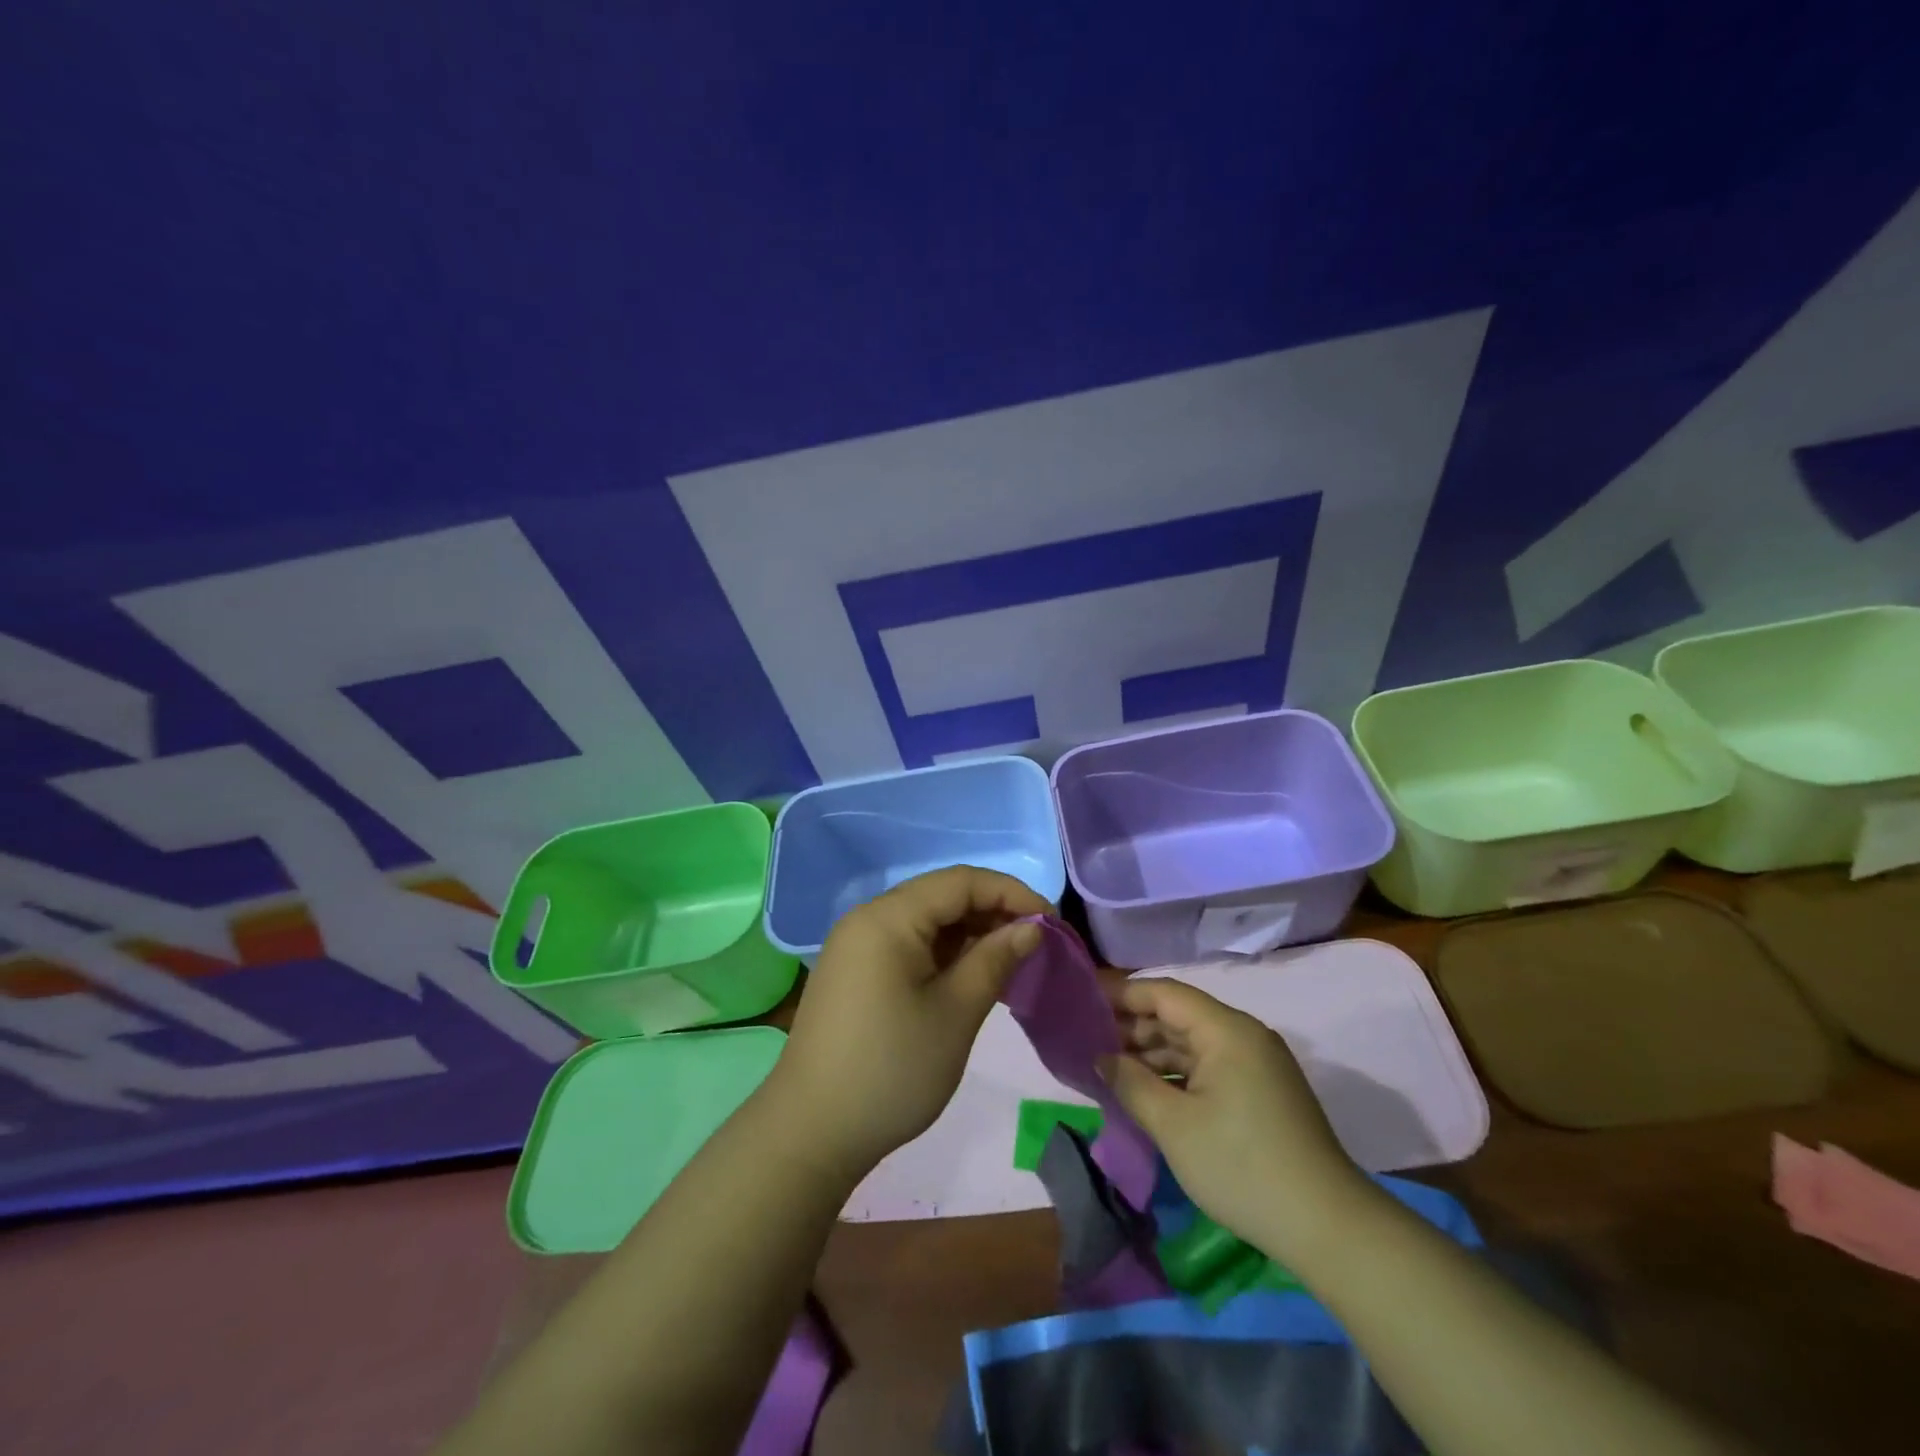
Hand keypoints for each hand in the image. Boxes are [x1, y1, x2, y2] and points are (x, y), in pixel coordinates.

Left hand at [768, 865, 1051, 1182]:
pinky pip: (909, 944)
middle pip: (942, 896)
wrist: (811, 1133)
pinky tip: (972, 976)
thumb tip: (1032, 925)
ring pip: (926, 920)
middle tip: (1036, 943)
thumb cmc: (892, 1069)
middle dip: (992, 912)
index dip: (1011, 892)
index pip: (961, 881)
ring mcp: (858, 945)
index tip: (1052, 922)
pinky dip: (945, 953)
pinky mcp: (856, 971)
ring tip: (1011, 961)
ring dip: (970, 933)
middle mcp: (869, 918)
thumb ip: (995, 960)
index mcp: (889, 917)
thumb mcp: (955, 1013)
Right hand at [1100, 978, 1371, 1264]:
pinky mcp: (1261, 1092)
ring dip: (1152, 1053)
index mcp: (1226, 1030)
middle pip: (1178, 1015)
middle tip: (1088, 1041)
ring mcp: (1256, 1064)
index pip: (1164, 992)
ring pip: (1192, 1043)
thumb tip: (1101, 1057)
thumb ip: (1130, 1082)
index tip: (1083, 1005)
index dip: (1122, 995)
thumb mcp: (1173, 1126)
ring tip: (1110, 1069)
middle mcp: (1243, 1035)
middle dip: (1133, 1026)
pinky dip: (1176, 1074)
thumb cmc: (1242, 1167)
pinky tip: (1148, 1091)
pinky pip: (1209, 1067)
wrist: (1328, 1228)